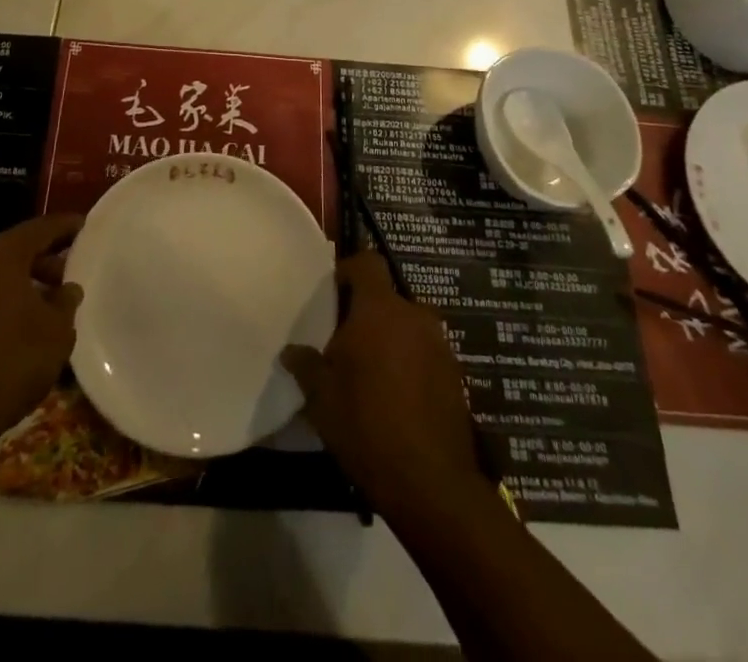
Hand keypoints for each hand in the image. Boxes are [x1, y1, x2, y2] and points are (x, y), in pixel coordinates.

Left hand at [0, 213, 82, 450]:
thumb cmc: (9, 362)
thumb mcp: (56, 332)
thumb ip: (66, 301)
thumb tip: (67, 289)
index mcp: (1, 252)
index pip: (42, 227)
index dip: (68, 227)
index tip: (87, 227)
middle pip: (16, 247)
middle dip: (45, 259)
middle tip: (70, 275)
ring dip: (21, 281)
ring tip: (46, 303)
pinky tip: (17, 322)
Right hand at [283, 253, 483, 518]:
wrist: (432, 484)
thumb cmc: (367, 425)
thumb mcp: (321, 397)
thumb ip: (306, 365)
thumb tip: (291, 351)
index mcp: (381, 309)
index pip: (368, 263)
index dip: (349, 270)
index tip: (333, 293)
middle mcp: (415, 316)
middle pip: (387, 299)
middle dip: (367, 316)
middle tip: (345, 346)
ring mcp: (440, 346)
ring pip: (408, 328)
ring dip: (390, 341)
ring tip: (370, 377)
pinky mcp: (456, 377)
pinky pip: (425, 355)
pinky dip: (410, 366)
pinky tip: (395, 400)